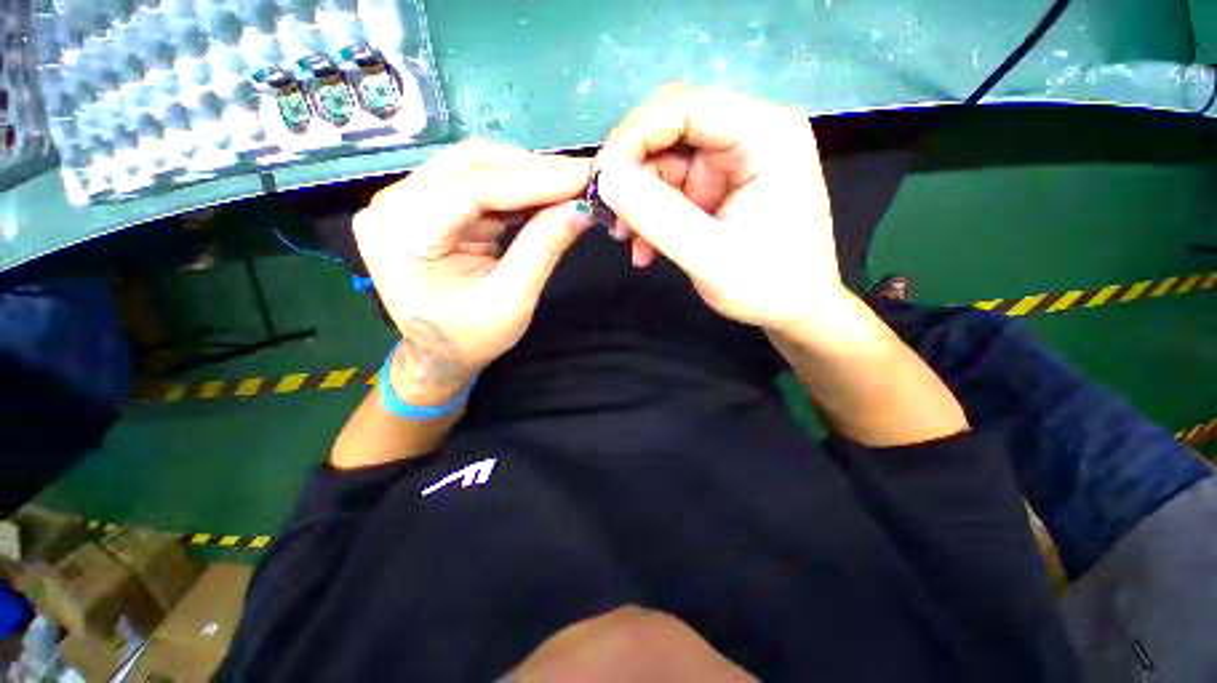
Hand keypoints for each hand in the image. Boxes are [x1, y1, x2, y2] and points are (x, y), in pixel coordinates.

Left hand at [353, 140, 590, 402]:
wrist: (440, 355)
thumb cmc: (469, 338)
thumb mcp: (511, 301)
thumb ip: (543, 250)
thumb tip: (581, 209)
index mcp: (400, 236)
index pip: (472, 189)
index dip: (533, 181)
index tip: (581, 177)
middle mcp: (393, 206)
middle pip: (470, 167)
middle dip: (532, 171)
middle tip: (580, 177)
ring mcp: (407, 202)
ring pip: (475, 168)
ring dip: (526, 175)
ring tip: (568, 184)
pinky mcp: (428, 205)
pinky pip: (477, 184)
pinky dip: (516, 189)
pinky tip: (545, 195)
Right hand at [594, 85, 845, 335]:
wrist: (795, 312)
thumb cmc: (767, 286)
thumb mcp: (709, 256)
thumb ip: (657, 217)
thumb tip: (605, 179)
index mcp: (766, 135)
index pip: (687, 107)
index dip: (634, 136)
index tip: (601, 179)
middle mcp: (750, 135)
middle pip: (672, 128)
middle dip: (633, 170)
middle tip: (608, 210)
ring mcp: (732, 162)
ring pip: (665, 162)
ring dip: (638, 201)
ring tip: (625, 239)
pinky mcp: (718, 187)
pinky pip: (671, 189)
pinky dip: (652, 217)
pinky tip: (644, 249)